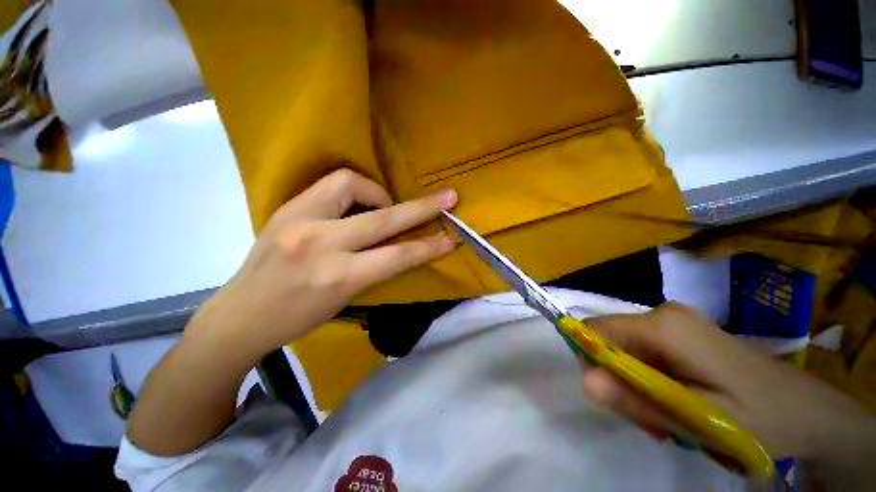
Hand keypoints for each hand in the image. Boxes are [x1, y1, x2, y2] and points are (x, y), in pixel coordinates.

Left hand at [188, 169, 457, 357]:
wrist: (239, 315)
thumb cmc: (297, 318)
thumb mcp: (346, 299)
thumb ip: (376, 268)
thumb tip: (400, 243)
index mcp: (338, 277)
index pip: (397, 257)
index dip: (429, 246)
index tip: (451, 238)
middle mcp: (320, 244)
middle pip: (384, 218)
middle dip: (422, 208)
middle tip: (448, 197)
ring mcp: (299, 219)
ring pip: (353, 185)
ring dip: (379, 194)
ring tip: (383, 207)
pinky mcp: (287, 207)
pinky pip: (332, 185)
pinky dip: (355, 191)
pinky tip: (356, 206)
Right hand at [583, 303, 875, 483]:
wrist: (809, 411)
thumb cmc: (761, 418)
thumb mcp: (697, 421)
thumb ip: (637, 400)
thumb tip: (584, 381)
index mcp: (663, 326)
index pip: (594, 329)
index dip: (590, 360)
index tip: (614, 397)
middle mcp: (662, 313)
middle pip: (609, 339)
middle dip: (617, 377)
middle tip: (650, 417)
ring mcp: (673, 320)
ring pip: (624, 347)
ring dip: (634, 382)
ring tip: (669, 417)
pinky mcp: (680, 331)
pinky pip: (642, 350)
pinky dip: (648, 378)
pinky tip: (676, 402)